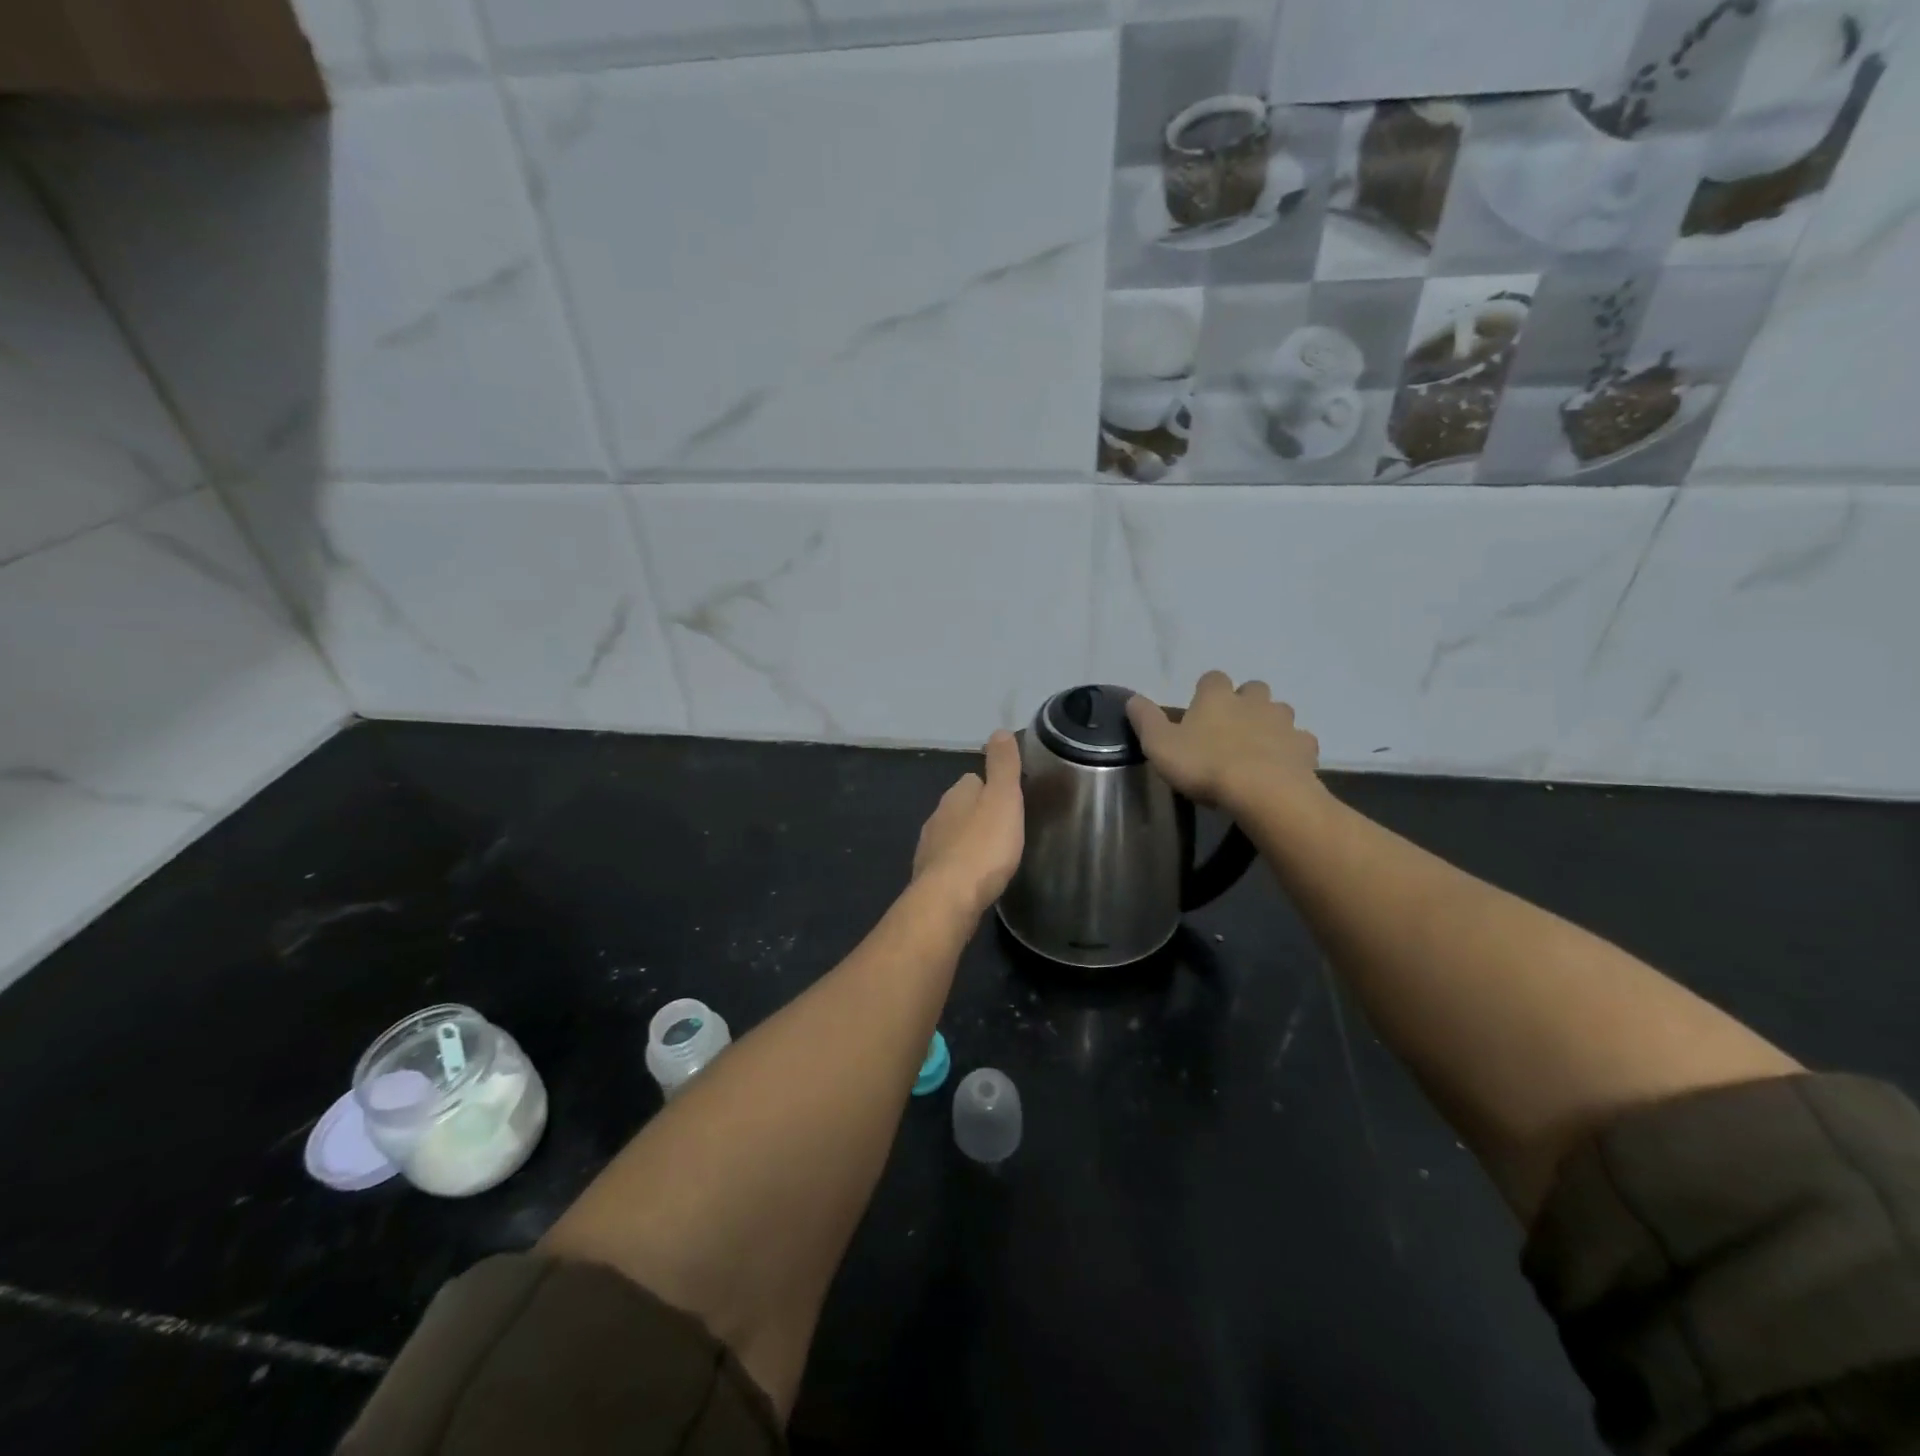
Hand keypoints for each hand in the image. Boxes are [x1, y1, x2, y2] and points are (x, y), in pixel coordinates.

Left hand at [913, 731, 1025, 917]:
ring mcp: (929, 847)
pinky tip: (974, 877)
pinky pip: (948, 864)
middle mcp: (937, 816)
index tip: (1009, 800)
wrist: (949, 898)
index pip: (972, 779)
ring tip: (992, 854)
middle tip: (1004, 829)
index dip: (991, 787)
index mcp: (956, 794)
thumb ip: (1003, 766)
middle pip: (960, 808)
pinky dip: (960, 866)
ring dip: (968, 841)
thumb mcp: (1003, 798)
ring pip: (952, 835)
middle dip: (978, 815)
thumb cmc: (984, 845)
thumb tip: (999, 731)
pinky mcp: (928, 877)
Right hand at [1126, 672, 1319, 809]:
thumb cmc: (1205, 765)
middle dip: (1244, 703)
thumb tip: (1132, 698)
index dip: (1206, 691)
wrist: (1263, 793)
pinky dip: (1291, 750)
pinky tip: (1281, 767)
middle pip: (1252, 690)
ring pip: (1280, 712)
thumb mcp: (1159, 745)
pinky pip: (1300, 742)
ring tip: (1256, 749)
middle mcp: (1253, 701)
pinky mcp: (1304, 748)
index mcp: (1217, 697)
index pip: (1212, 678)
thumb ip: (1145, 720)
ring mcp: (1283, 723)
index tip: (1199, 710)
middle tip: (1230, 728)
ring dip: (1270, 724)